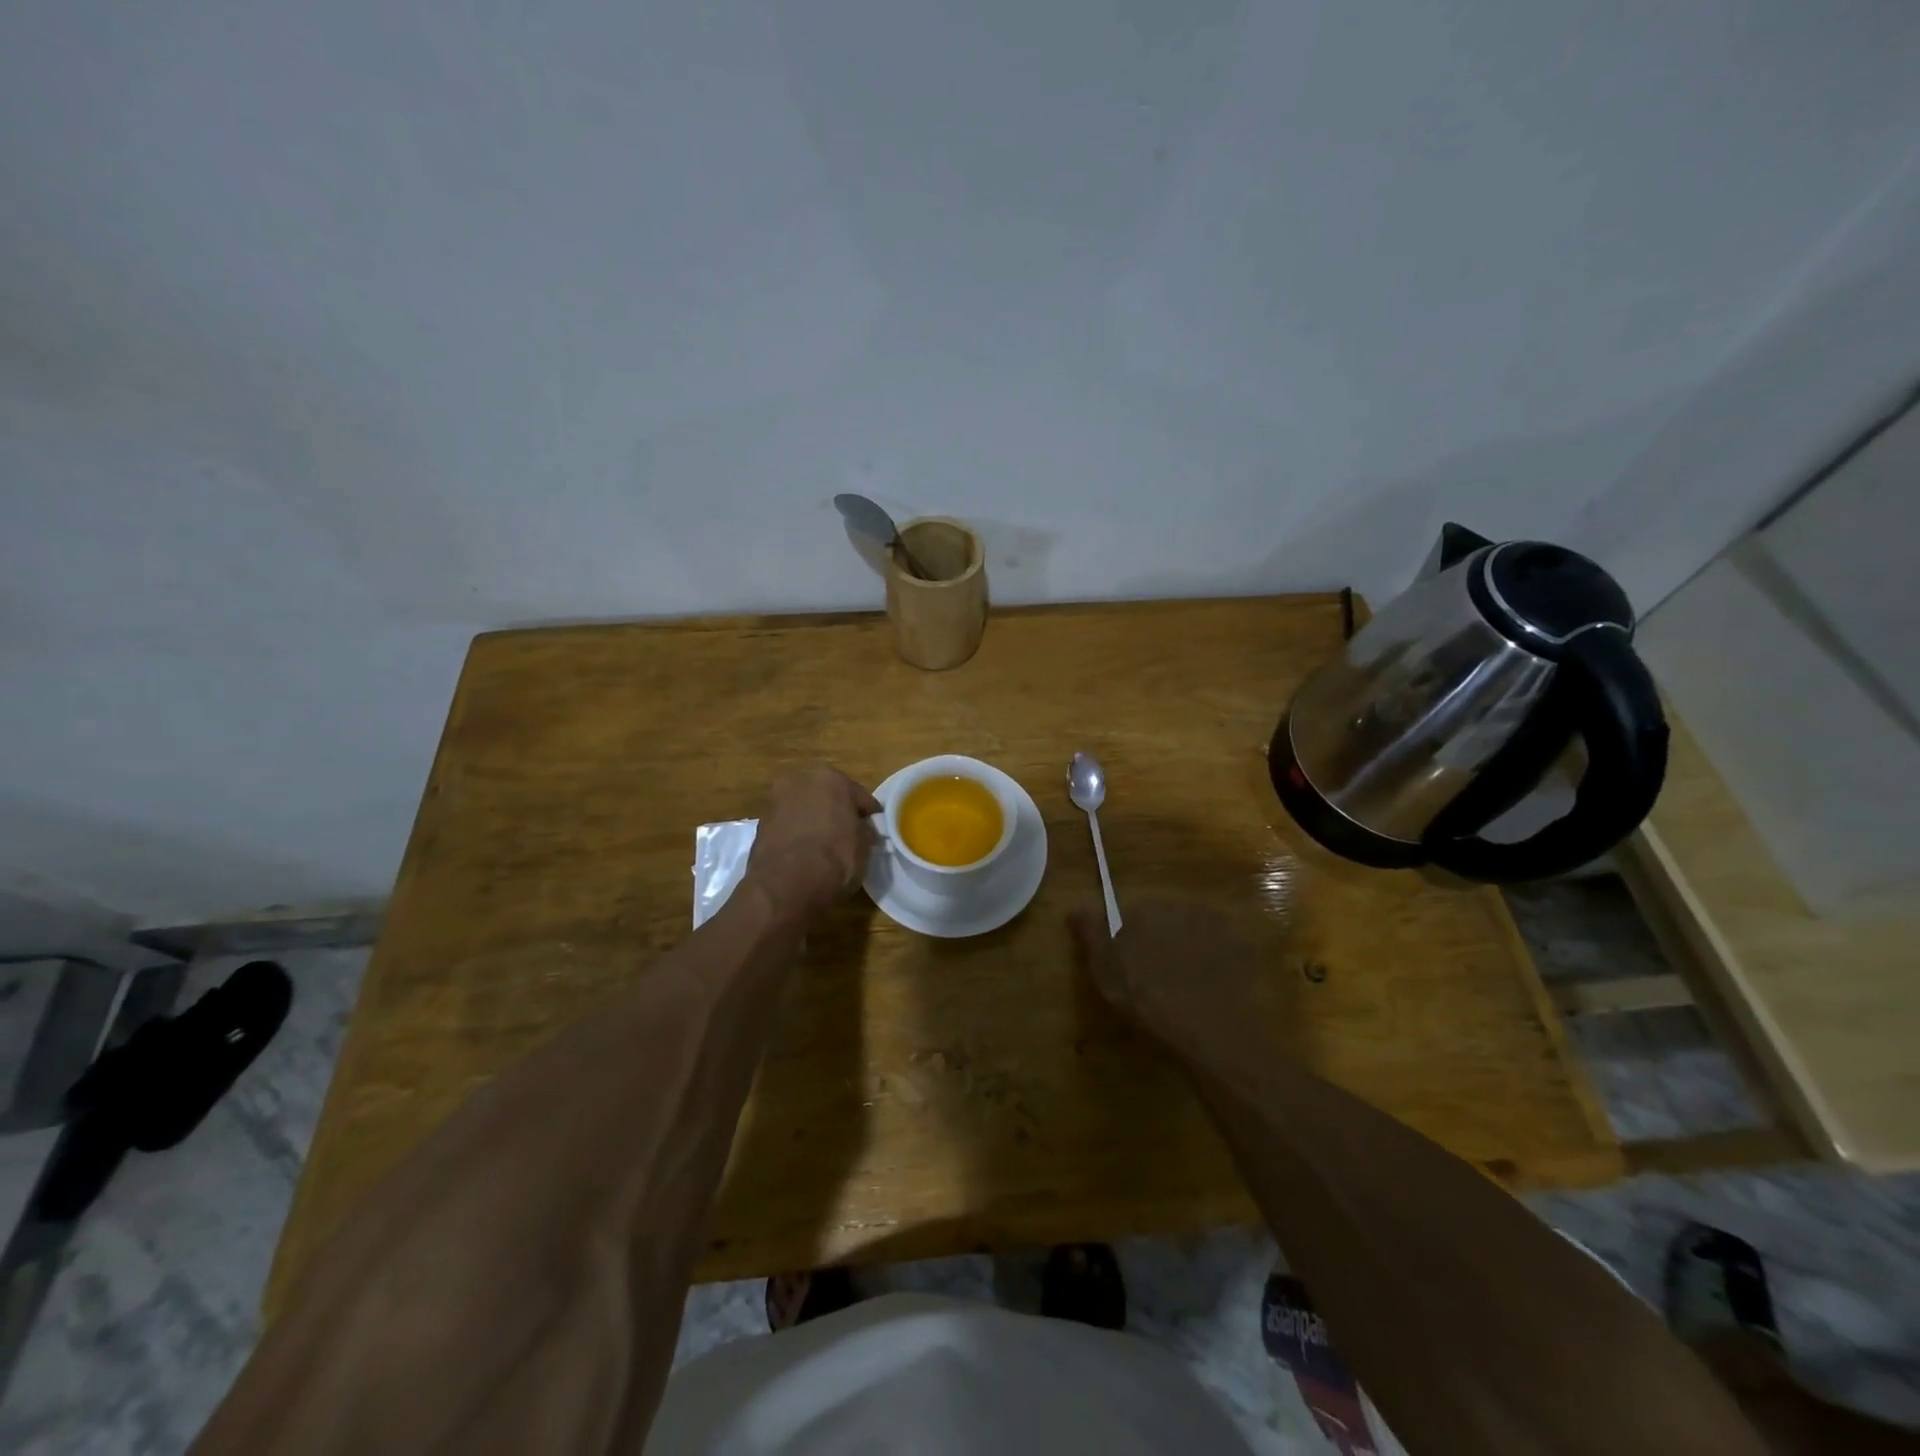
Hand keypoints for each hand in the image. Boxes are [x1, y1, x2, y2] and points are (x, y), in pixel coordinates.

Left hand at [747, 766, 881, 921]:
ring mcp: (775, 802)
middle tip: (849, 834)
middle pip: (827, 796)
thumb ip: (865, 830)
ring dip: (814, 822)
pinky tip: (806, 854)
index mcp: (829, 777)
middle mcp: (799, 781)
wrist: (786, 886)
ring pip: (804, 810)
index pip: (858, 795)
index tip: (875, 830)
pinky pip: (788, 826)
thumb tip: (863, 830)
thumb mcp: (865, 846)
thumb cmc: (835, 858)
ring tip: (825, 847)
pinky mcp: (760, 825)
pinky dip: (797, 835)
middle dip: (837, 812)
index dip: (868, 814)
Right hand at [1070, 896, 1288, 1070]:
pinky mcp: (1242, 949)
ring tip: (1184, 987)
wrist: (1208, 1028)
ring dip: (1187, 950)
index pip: (1130, 915)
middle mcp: (1181, 905)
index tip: (1128, 967)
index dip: (1128, 940)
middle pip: (1163, 920)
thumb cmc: (1146, 997)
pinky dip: (1215, 963)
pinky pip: (1221, 950)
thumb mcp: (1104, 968)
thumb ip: (1090, 932)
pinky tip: (1210, 989)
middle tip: (1155, 978)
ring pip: (1193, 933)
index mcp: (1144, 906)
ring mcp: (1216, 926)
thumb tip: (1074, 908)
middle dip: (1158, 941)